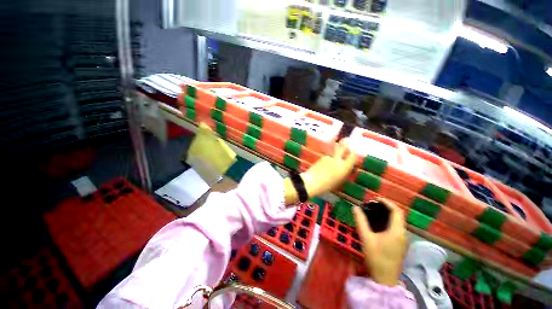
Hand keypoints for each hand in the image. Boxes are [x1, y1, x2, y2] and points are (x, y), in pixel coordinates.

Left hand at [284, 138, 355, 204]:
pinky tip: (326, 162)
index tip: (355, 151)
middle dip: (345, 142)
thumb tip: (344, 168)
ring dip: (336, 148)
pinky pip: (328, 155)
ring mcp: (328, 157)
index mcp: (344, 167)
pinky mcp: (321, 157)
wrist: (312, 182)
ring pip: (334, 150)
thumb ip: (342, 172)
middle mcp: (337, 160)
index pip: (353, 156)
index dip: (355, 152)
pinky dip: (329, 157)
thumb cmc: (327, 186)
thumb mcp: (339, 181)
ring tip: (336, 149)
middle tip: (347, 139)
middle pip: (343, 146)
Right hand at [353, 198, 406, 285]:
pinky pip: (396, 228)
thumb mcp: (366, 238)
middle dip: (386, 207)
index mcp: (397, 231)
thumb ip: (361, 221)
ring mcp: (403, 240)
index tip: (375, 199)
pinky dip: (388, 222)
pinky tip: (378, 224)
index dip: (387, 202)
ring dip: (387, 215)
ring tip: (374, 211)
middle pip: (398, 216)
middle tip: (373, 204)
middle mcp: (403, 234)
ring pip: (398, 222)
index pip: (397, 211)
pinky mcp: (400, 245)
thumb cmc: (376, 257)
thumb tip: (355, 207)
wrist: (385, 279)